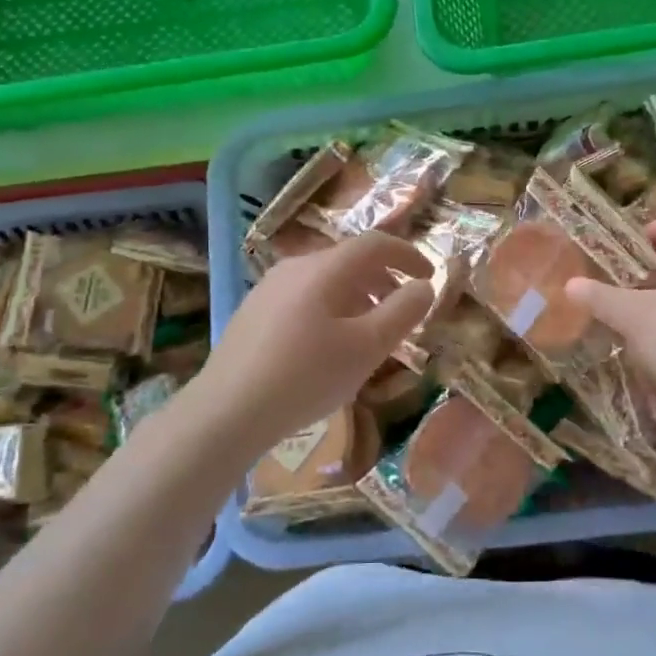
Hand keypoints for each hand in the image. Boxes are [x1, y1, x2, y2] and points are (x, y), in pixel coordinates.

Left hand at [194, 232, 433, 449]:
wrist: (226, 412)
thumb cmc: (306, 377)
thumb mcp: (367, 348)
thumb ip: (401, 312)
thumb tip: (423, 287)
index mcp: (323, 269)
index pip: (375, 244)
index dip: (407, 254)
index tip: (430, 275)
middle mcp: (294, 268)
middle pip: (348, 259)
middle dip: (383, 278)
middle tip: (403, 306)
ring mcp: (268, 289)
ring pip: (324, 280)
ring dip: (357, 295)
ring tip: (369, 329)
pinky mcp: (253, 313)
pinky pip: (304, 297)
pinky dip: (331, 307)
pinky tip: (328, 345)